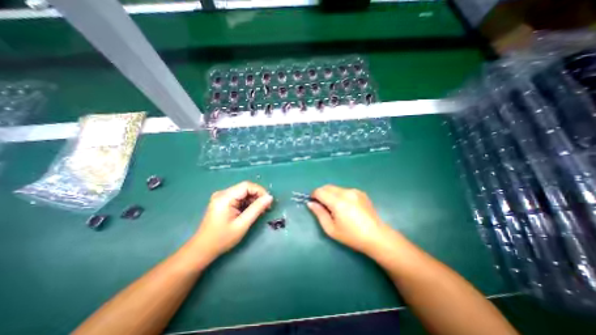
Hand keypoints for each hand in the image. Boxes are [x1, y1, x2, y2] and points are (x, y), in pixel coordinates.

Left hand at [193, 182, 272, 256]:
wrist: (203, 249)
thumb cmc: (222, 239)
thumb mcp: (242, 224)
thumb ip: (257, 209)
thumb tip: (270, 197)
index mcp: (225, 197)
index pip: (247, 185)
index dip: (260, 191)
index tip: (269, 201)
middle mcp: (223, 193)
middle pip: (245, 188)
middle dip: (258, 196)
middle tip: (267, 207)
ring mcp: (222, 197)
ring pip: (243, 193)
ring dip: (253, 200)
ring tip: (261, 211)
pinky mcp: (223, 202)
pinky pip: (239, 198)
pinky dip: (247, 203)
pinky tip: (252, 211)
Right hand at [310, 186, 388, 253]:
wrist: (376, 236)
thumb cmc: (351, 236)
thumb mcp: (331, 229)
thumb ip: (319, 213)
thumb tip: (310, 203)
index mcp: (338, 202)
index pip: (319, 191)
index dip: (313, 195)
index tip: (313, 203)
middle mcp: (346, 192)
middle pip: (327, 187)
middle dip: (321, 193)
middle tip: (323, 206)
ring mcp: (354, 191)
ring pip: (336, 188)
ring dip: (331, 194)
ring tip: (336, 207)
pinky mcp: (360, 192)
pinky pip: (345, 190)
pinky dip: (340, 195)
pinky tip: (346, 206)